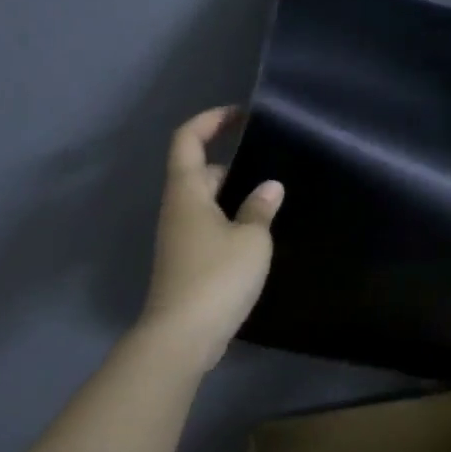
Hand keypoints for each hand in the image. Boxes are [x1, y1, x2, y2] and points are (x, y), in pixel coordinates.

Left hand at [137, 107, 282, 370]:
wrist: (182, 336)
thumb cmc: (217, 277)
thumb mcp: (252, 239)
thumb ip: (261, 208)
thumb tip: (269, 186)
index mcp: (187, 192)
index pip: (188, 139)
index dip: (211, 120)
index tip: (242, 115)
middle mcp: (178, 209)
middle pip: (199, 171)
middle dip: (233, 163)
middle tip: (271, 165)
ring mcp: (180, 238)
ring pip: (207, 202)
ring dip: (235, 196)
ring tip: (273, 200)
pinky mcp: (187, 262)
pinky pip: (210, 227)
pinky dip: (231, 222)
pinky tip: (259, 236)